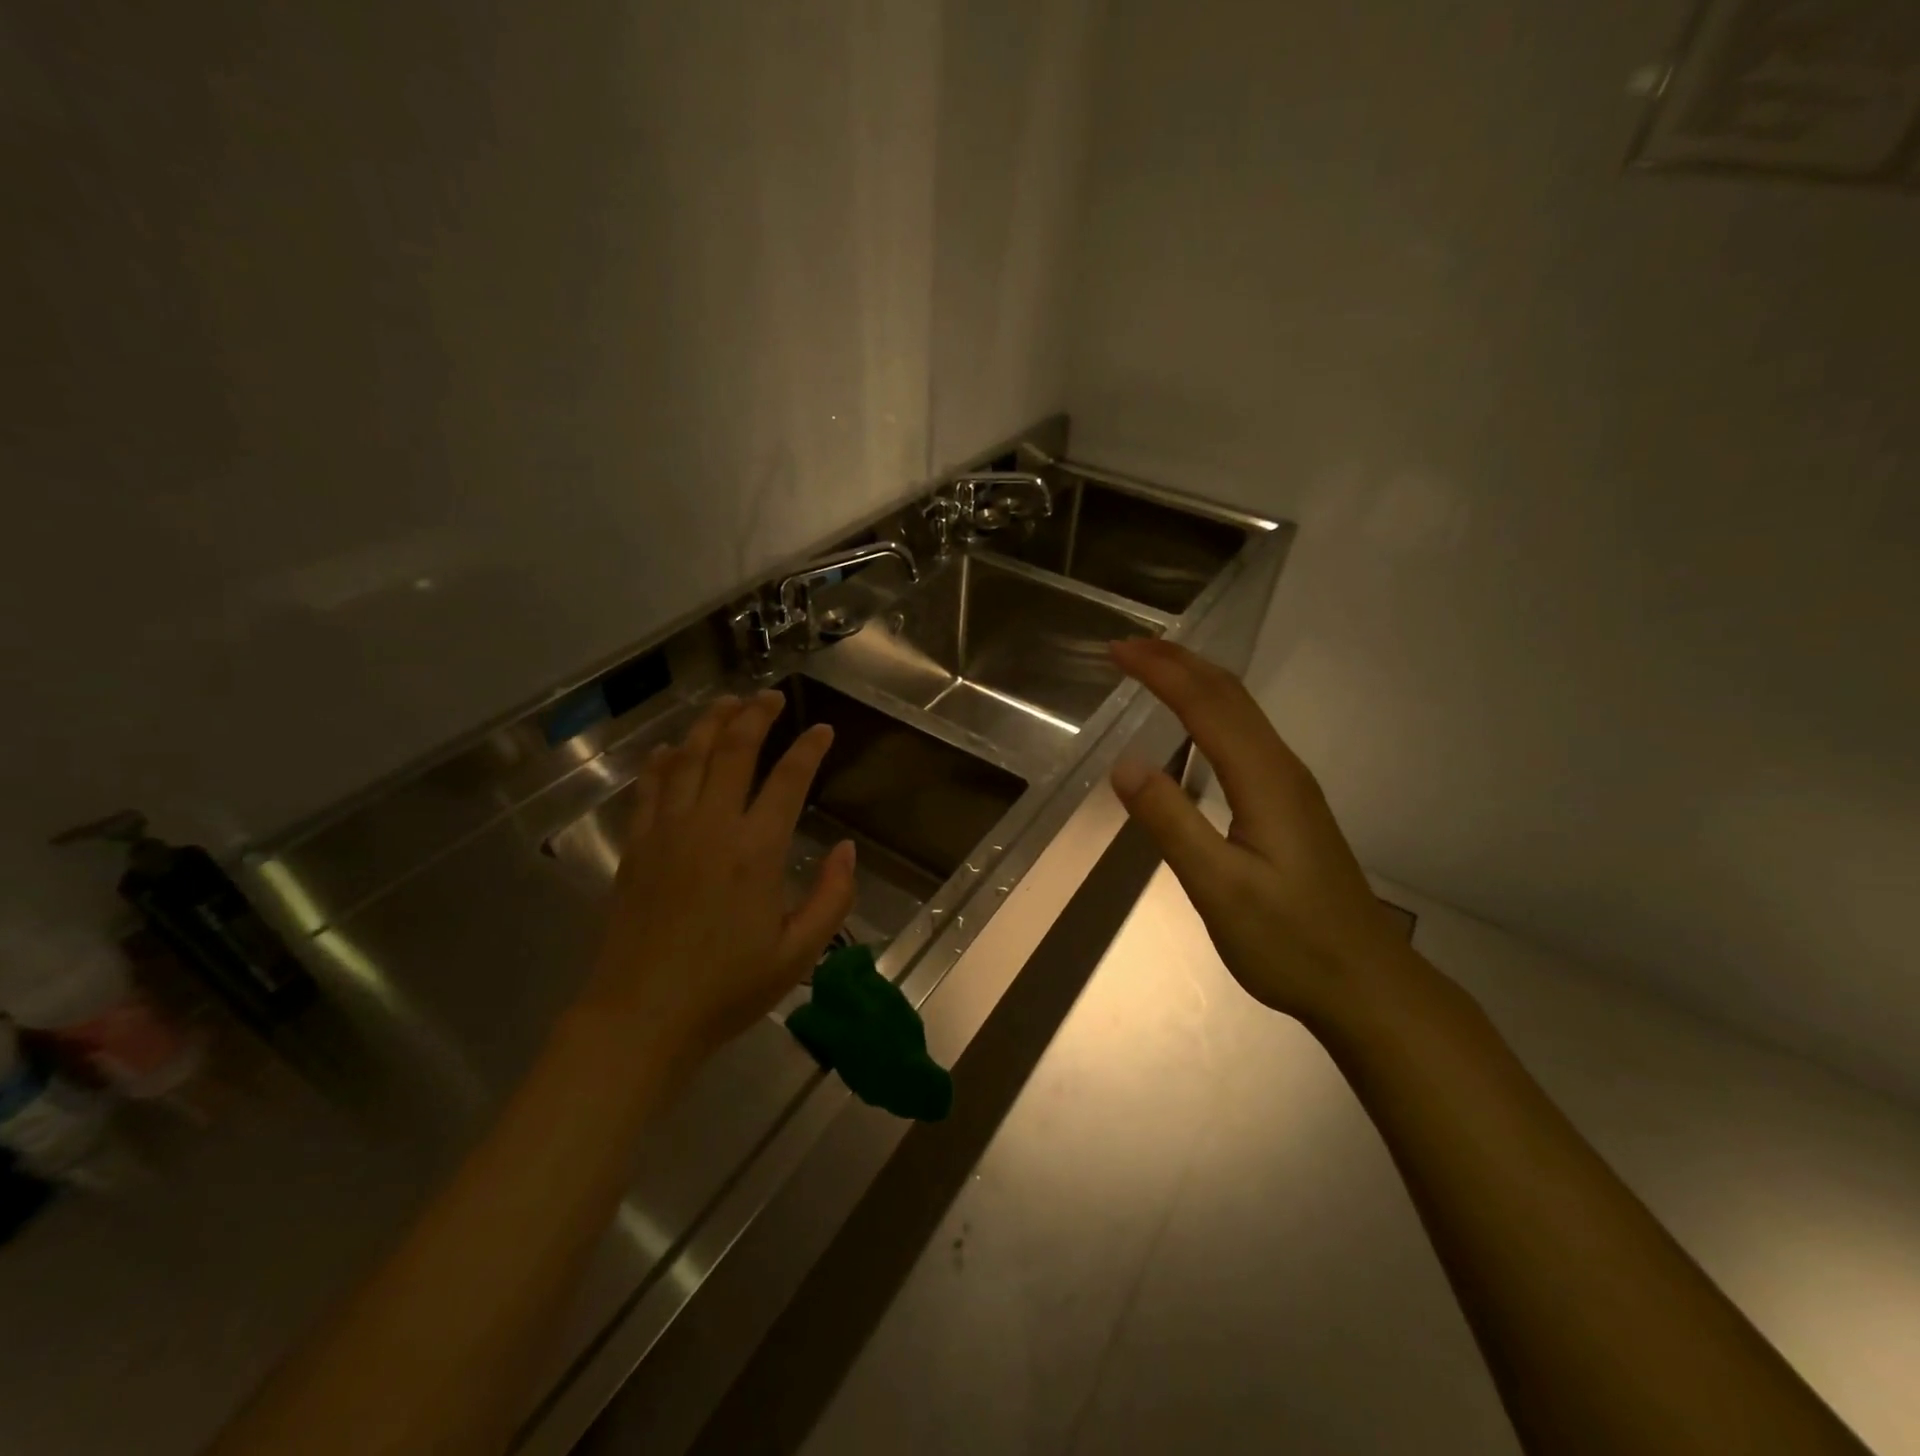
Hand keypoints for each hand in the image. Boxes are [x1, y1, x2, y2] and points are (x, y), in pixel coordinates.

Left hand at [582, 691, 855, 1068]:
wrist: (641, 1018)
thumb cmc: (726, 989)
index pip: (789, 779)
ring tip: (727, 703)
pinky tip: (673, 748)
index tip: (821, 729)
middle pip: (733, 750)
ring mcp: (667, 832)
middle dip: (755, 716)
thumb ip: (832, 898)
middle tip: (771, 696)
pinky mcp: (636, 847)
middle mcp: (711, 827)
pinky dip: (664, 761)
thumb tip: (847, 851)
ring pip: (689, 758)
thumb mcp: (799, 954)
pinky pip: (650, 788)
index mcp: (756, 851)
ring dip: (710, 724)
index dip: (808, 748)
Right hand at [1108, 639, 1409, 1028]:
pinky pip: (1246, 733)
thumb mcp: (1219, 888)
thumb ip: (1171, 822)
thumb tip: (1125, 763)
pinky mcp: (1290, 803)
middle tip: (1126, 647)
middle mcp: (1281, 768)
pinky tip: (1197, 721)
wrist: (1367, 984)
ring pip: (1241, 710)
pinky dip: (1211, 708)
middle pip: (1229, 693)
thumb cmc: (1291, 941)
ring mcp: (1290, 785)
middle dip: (1176, 660)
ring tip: (1153, 667)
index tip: (1115, 651)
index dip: (1159, 671)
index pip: (1205, 704)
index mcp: (1264, 779)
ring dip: (1195, 678)